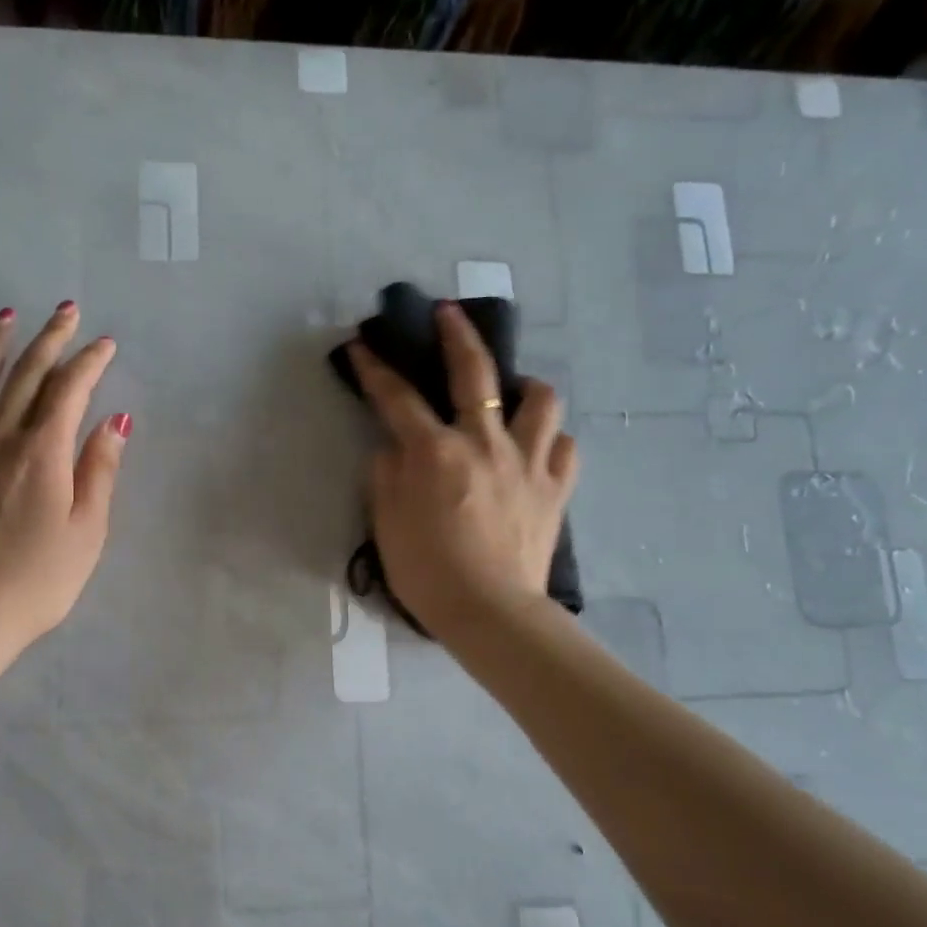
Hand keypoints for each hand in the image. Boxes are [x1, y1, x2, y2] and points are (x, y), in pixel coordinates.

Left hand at [0, 303, 128, 646]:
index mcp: (43, 453)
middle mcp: (0, 439)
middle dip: (49, 339)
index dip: (89, 362)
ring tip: (6, 315)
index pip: (70, 390)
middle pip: (26, 376)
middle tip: (65, 310)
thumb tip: (115, 421)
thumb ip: (100, 470)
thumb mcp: (88, 531)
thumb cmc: (39, 580)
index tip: (105, 343)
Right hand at [348, 302, 577, 644]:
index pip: (397, 398)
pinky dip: (551, 440)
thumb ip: (385, 476)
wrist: (490, 613)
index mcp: (435, 452)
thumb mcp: (385, 524)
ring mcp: (528, 462)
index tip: (362, 345)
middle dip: (457, 335)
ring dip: (524, 386)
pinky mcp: (555, 488)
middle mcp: (484, 442)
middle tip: (448, 313)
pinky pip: (565, 448)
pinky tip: (538, 448)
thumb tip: (393, 449)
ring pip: (540, 400)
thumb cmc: (428, 572)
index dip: (375, 369)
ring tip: (513, 391)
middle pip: (474, 372)